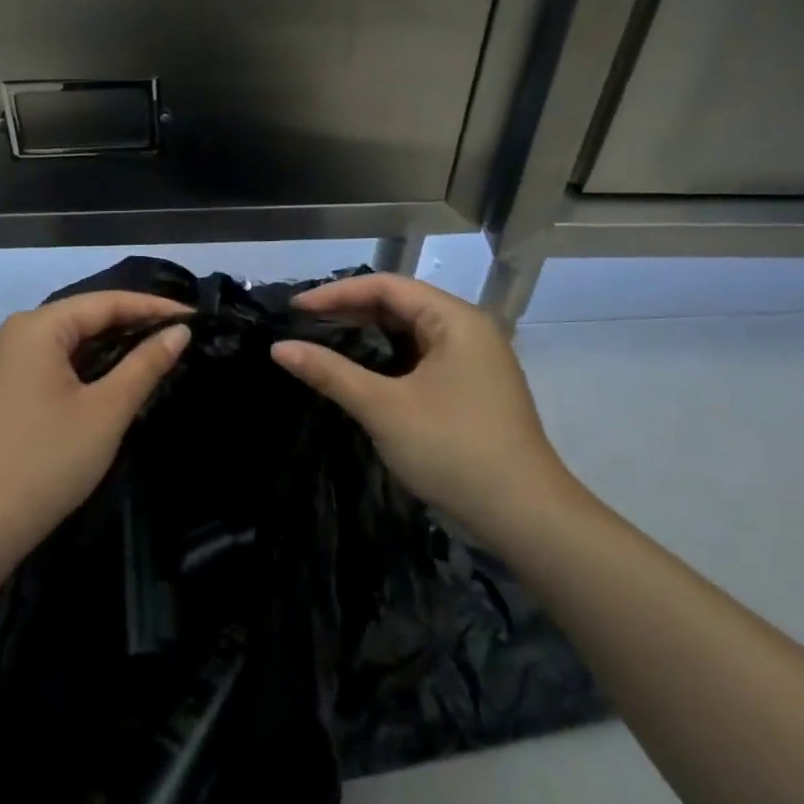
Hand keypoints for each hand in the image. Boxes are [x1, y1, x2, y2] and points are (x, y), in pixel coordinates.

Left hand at [0, 291, 192, 563]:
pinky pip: (51, 361)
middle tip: (180, 334)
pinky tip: (112, 376)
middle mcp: (15, 332)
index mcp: (37, 327)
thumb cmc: (47, 462)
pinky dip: (85, 364)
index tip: (195, 316)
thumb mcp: (106, 411)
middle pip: (84, 316)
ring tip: (156, 351)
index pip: (106, 302)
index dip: (153, 307)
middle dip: (133, 323)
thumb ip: (145, 365)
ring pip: (68, 340)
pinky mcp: (0, 388)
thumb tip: (180, 331)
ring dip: (110, 345)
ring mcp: (2, 361)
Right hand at [270, 273, 579, 553]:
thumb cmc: (453, 449)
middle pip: (400, 304)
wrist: (525, 516)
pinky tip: (361, 371)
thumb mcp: (383, 408)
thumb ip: (330, 373)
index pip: (386, 287)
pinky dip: (388, 357)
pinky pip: (421, 356)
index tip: (295, 309)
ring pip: (410, 332)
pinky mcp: (472, 388)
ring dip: (368, 334)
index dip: (337, 293)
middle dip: (350, 311)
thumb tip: (278, 349)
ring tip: (324, 341)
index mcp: (455, 320)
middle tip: (304, 325)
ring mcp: (474, 360)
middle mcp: (468, 329)